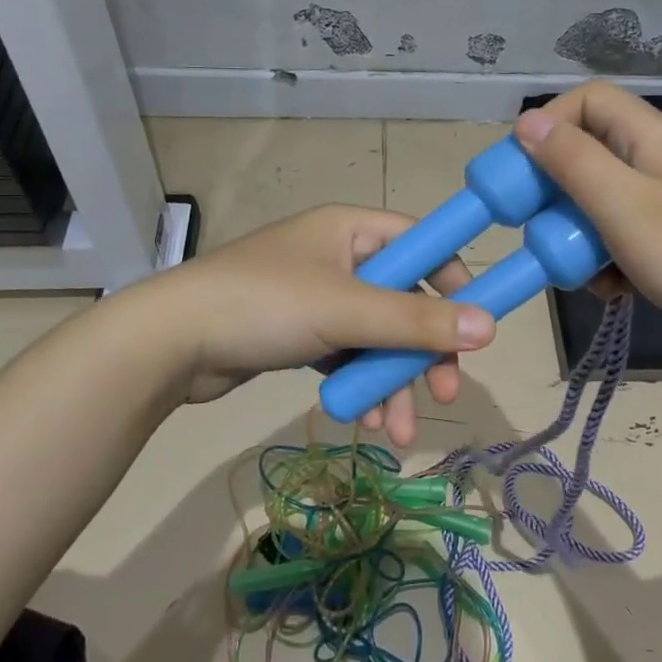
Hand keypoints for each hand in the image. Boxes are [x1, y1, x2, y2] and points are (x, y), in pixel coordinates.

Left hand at [140, 204, 495, 444]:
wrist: (170, 343)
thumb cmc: (264, 306)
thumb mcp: (346, 311)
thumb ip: (417, 320)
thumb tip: (491, 328)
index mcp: (351, 229)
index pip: (423, 244)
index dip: (454, 282)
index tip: (475, 327)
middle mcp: (339, 256)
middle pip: (404, 299)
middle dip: (422, 352)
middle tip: (444, 395)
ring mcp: (318, 296)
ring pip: (376, 336)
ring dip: (391, 381)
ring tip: (396, 432)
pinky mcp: (299, 332)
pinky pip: (347, 354)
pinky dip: (359, 384)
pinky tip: (364, 420)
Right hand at [513, 82, 661, 354]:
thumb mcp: (620, 204)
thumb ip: (571, 160)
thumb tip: (527, 121)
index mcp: (650, 136)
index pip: (588, 99)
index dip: (549, 123)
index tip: (521, 168)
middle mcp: (659, 157)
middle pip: (590, 151)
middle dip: (557, 190)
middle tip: (539, 226)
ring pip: (602, 197)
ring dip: (579, 231)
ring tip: (578, 269)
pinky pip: (623, 230)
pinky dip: (606, 255)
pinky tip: (610, 287)